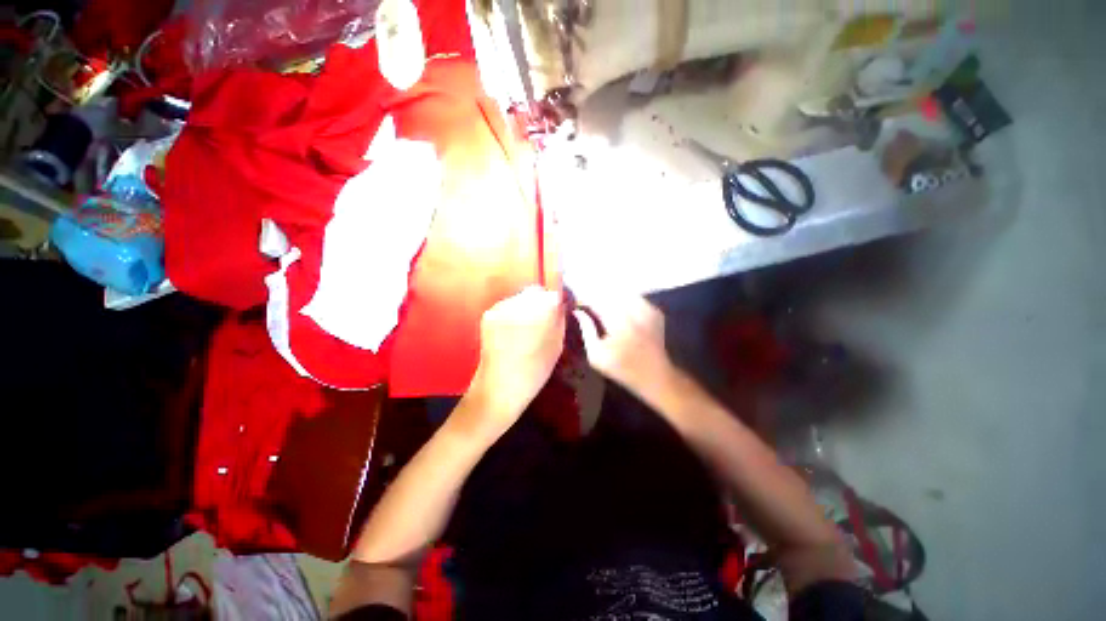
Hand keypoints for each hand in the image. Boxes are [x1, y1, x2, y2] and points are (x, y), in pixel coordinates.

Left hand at [465, 287, 565, 434]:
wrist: (500, 386)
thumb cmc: (535, 369)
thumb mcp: (557, 344)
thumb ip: (559, 318)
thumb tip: (559, 302)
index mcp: (540, 310)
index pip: (552, 294)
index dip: (555, 302)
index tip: (556, 312)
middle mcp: (519, 302)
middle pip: (535, 292)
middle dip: (540, 303)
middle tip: (542, 322)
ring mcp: (501, 307)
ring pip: (520, 298)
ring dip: (525, 307)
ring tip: (526, 328)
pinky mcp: (488, 313)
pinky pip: (506, 306)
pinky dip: (512, 313)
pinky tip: (512, 331)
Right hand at [573, 296, 674, 397]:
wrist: (655, 376)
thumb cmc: (621, 368)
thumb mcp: (596, 354)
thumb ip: (586, 329)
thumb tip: (578, 312)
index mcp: (617, 321)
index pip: (596, 300)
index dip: (584, 299)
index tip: (577, 303)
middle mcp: (633, 311)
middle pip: (609, 293)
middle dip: (597, 297)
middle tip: (588, 305)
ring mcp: (647, 309)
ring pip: (623, 294)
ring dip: (611, 297)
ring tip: (603, 308)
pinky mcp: (655, 311)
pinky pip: (635, 299)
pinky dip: (625, 301)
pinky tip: (621, 312)